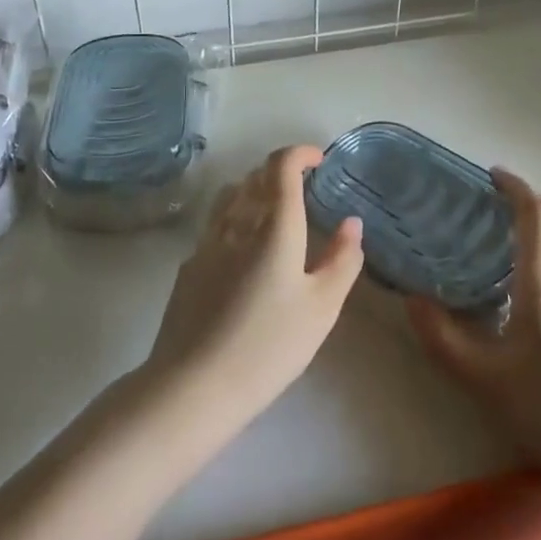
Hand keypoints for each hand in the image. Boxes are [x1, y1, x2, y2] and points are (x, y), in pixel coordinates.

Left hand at [142, 145, 363, 441]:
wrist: (194, 385)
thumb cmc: (269, 346)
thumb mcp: (322, 308)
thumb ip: (342, 260)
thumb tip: (352, 223)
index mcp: (274, 227)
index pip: (281, 167)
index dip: (299, 153)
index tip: (318, 160)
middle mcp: (237, 224)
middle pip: (254, 177)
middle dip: (279, 172)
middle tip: (302, 189)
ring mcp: (207, 244)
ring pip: (229, 197)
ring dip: (253, 191)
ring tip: (271, 214)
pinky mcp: (188, 267)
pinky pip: (215, 226)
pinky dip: (234, 221)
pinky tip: (243, 254)